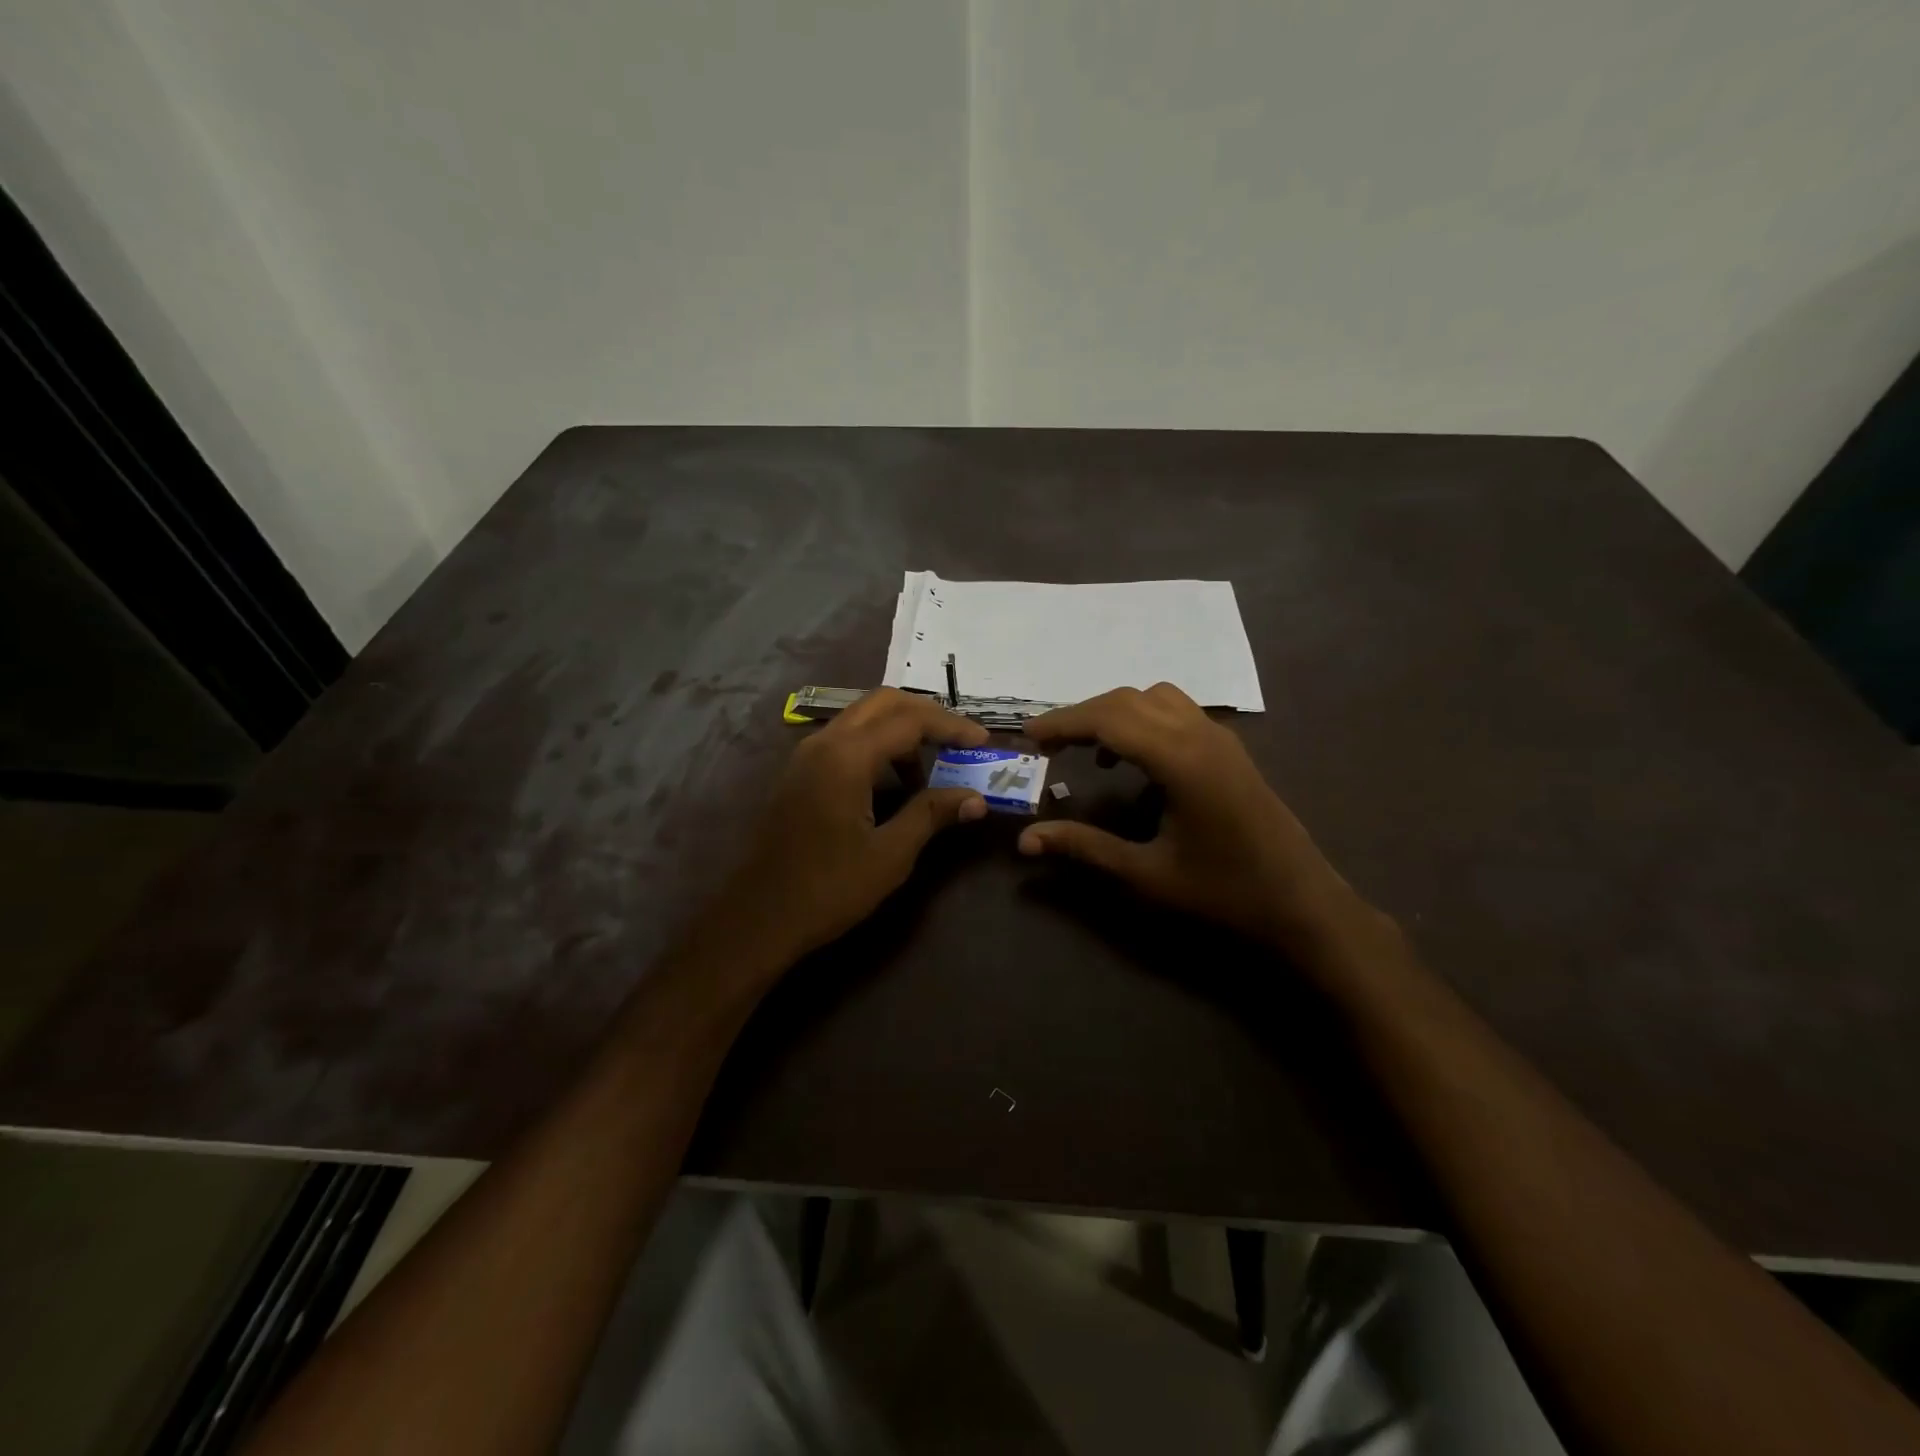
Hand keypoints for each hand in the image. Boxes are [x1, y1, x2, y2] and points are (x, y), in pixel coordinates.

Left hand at [724, 688, 989, 961]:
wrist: (758, 919)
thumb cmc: (827, 889)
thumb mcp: (889, 854)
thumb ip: (932, 815)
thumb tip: (976, 798)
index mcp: (846, 757)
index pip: (910, 720)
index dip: (952, 727)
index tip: (983, 742)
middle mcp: (823, 743)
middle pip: (883, 703)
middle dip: (927, 716)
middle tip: (960, 741)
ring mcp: (806, 755)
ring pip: (862, 719)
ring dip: (900, 732)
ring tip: (930, 771)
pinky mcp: (799, 773)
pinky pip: (845, 739)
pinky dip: (877, 746)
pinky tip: (893, 782)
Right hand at [1018, 683, 1353, 946]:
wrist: (1302, 904)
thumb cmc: (1224, 893)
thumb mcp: (1146, 874)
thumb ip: (1085, 848)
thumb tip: (1026, 840)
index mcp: (1181, 759)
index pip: (1109, 718)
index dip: (1063, 723)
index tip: (1028, 737)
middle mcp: (1200, 734)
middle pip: (1128, 699)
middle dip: (1082, 715)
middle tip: (1047, 744)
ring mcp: (1220, 737)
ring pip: (1155, 698)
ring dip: (1114, 713)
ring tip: (1086, 748)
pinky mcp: (1229, 749)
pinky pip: (1177, 712)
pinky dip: (1142, 719)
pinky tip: (1131, 761)